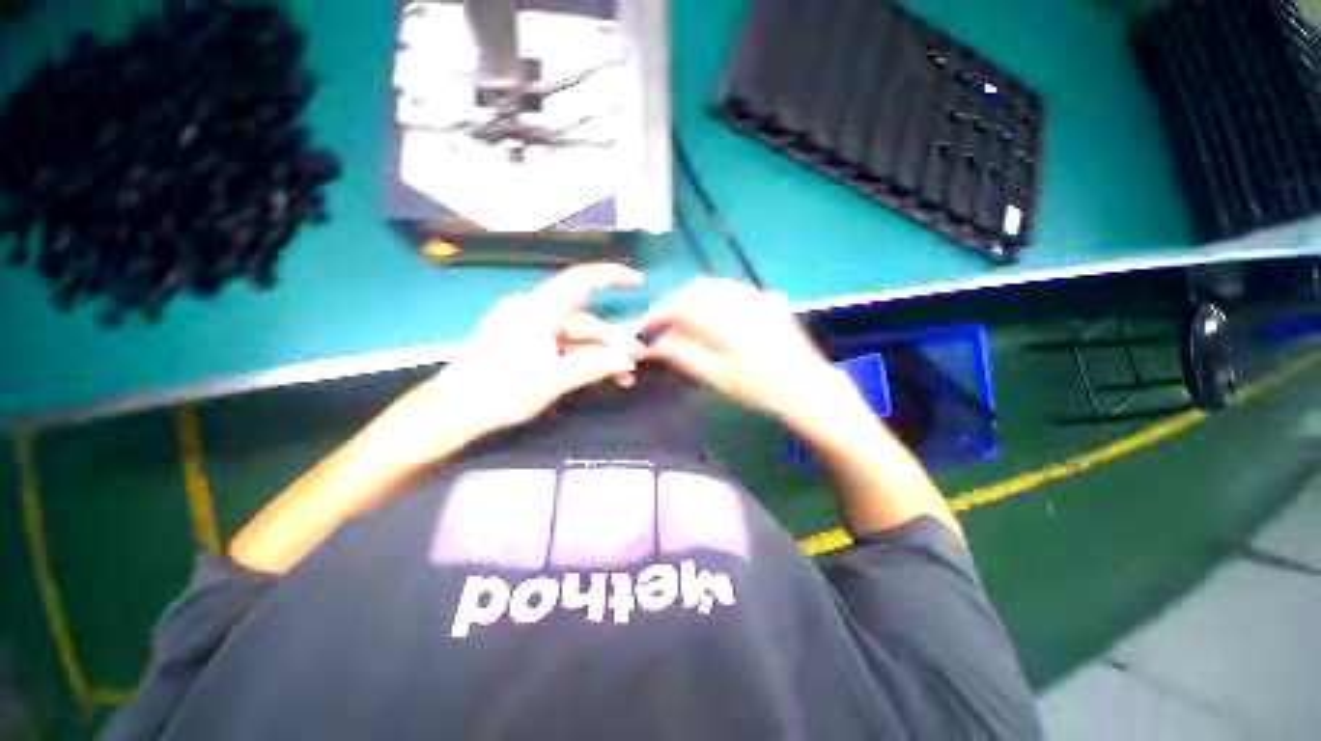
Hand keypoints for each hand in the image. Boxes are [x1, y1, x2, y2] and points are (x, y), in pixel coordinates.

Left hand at [377, 263, 643, 466]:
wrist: (451, 413)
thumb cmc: (499, 393)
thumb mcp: (553, 381)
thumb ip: (594, 366)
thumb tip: (628, 360)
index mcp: (536, 310)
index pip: (580, 281)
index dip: (612, 276)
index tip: (639, 281)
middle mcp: (533, 312)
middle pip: (583, 320)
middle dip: (611, 341)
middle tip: (635, 363)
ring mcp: (528, 328)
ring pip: (575, 337)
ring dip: (599, 355)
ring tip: (622, 378)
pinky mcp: (525, 343)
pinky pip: (562, 346)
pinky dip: (582, 359)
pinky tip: (599, 376)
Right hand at [638, 278, 838, 420]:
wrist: (805, 385)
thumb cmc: (758, 389)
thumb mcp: (716, 379)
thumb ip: (683, 356)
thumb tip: (653, 343)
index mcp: (727, 325)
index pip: (681, 306)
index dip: (658, 313)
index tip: (646, 326)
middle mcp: (740, 302)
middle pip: (694, 290)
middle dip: (672, 303)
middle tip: (662, 324)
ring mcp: (755, 297)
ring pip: (711, 286)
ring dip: (689, 298)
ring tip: (681, 319)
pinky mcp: (764, 297)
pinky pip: (728, 288)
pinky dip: (709, 296)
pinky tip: (706, 312)